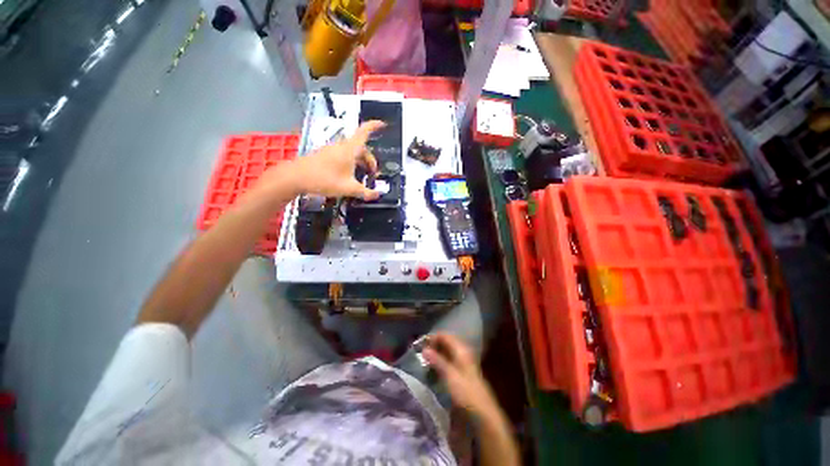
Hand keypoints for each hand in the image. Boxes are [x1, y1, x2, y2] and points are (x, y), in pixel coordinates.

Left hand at [287, 120, 383, 199]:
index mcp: (350, 149)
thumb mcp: (349, 188)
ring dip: (360, 162)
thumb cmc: (325, 179)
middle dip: (370, 159)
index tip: (383, 124)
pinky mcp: (325, 155)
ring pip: (352, 152)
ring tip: (361, 177)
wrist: (296, 177)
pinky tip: (349, 176)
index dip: (374, 126)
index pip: (364, 132)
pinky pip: (344, 156)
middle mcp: (342, 146)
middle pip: (361, 147)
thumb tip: (377, 195)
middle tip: (372, 173)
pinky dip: (351, 163)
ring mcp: (332, 150)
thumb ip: (365, 192)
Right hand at [423, 332, 498, 416]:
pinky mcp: (462, 375)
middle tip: (420, 353)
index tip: (420, 345)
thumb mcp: (450, 376)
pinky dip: (440, 363)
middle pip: (446, 343)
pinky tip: (433, 370)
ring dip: (436, 355)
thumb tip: (424, 349)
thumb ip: (437, 361)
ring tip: (424, 362)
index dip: (433, 337)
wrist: (483, 415)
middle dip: (433, 346)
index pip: (445, 336)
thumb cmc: (467, 394)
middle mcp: (463, 353)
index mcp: (461, 350)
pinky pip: (448, 362)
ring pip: (447, 353)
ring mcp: (463, 364)